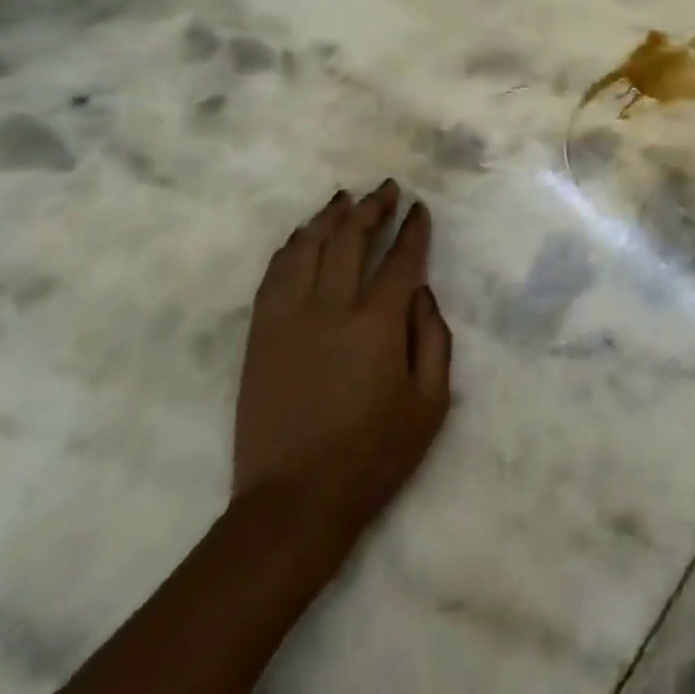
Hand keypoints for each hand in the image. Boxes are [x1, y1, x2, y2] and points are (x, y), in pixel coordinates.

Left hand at [233, 181, 452, 555]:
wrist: (293, 505)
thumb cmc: (373, 456)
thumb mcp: (431, 403)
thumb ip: (434, 338)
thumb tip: (421, 293)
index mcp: (378, 324)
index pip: (400, 259)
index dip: (413, 229)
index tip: (420, 208)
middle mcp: (331, 309)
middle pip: (350, 239)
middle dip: (372, 208)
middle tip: (387, 188)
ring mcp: (288, 320)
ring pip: (307, 248)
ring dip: (329, 217)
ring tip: (345, 198)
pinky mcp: (260, 336)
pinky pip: (273, 275)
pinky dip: (290, 247)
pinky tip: (302, 235)